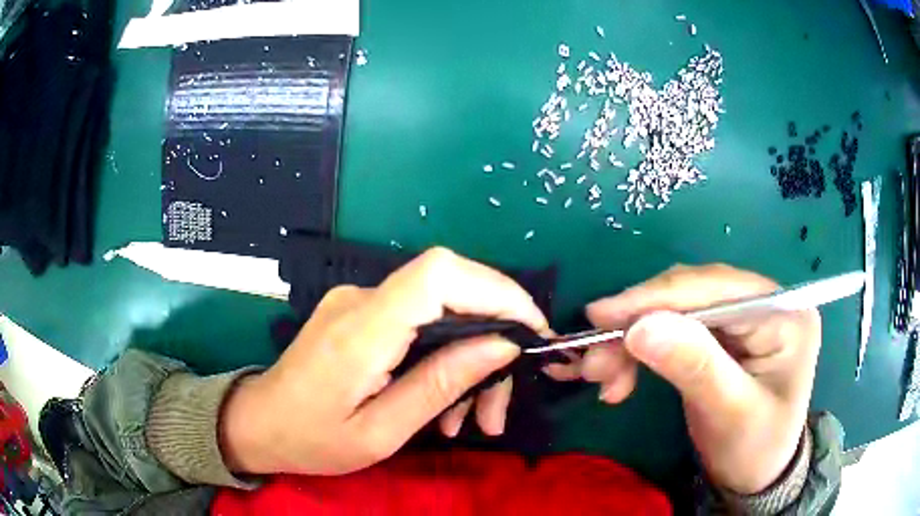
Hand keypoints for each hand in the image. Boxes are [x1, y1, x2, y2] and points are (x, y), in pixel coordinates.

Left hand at [219, 248, 548, 475]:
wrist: (260, 423)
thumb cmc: (312, 439)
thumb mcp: (381, 432)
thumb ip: (440, 384)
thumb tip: (503, 347)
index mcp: (362, 330)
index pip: (440, 274)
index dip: (497, 289)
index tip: (532, 331)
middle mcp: (361, 300)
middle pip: (451, 292)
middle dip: (491, 342)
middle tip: (497, 408)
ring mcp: (359, 303)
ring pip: (440, 312)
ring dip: (469, 359)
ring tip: (473, 419)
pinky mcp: (361, 314)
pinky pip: (418, 323)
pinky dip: (443, 357)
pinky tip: (444, 403)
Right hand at [546, 264, 820, 493]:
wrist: (756, 474)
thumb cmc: (754, 448)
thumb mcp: (729, 412)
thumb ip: (694, 365)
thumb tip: (640, 326)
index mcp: (784, 313)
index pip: (716, 289)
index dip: (657, 298)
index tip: (601, 317)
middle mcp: (765, 302)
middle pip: (692, 294)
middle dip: (639, 324)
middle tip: (593, 360)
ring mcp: (742, 316)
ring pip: (676, 310)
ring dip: (634, 339)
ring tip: (601, 374)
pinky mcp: (722, 334)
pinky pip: (675, 328)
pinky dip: (642, 350)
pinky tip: (622, 376)